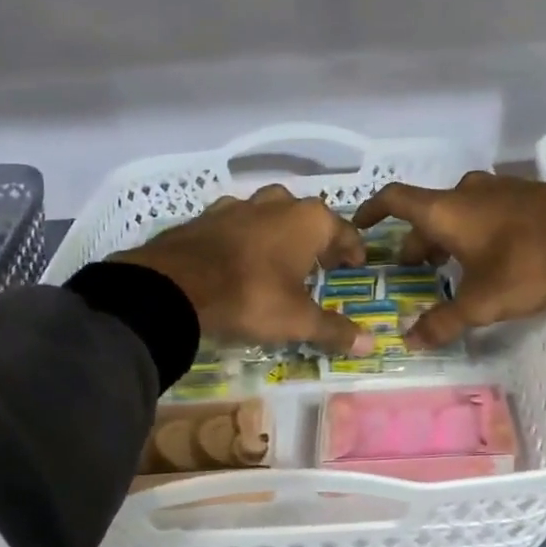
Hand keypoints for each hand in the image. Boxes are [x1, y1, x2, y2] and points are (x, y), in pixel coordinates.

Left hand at [116, 185, 372, 355]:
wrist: (176, 286)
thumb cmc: (251, 296)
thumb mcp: (297, 320)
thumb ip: (333, 329)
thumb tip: (369, 343)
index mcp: (309, 220)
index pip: (344, 231)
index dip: (352, 250)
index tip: (355, 266)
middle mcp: (277, 203)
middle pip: (307, 218)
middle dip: (316, 239)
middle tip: (319, 265)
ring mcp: (239, 205)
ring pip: (270, 215)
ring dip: (279, 234)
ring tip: (279, 261)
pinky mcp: (207, 216)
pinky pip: (237, 224)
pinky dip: (245, 238)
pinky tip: (239, 258)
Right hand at [352, 173, 545, 348]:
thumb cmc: (529, 263)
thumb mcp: (482, 302)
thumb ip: (443, 322)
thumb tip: (409, 342)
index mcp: (446, 211)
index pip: (395, 200)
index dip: (372, 211)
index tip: (360, 225)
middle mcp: (468, 193)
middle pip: (429, 212)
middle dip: (417, 241)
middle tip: (414, 269)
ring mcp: (502, 190)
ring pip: (461, 211)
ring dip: (449, 236)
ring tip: (452, 267)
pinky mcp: (531, 196)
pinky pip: (489, 211)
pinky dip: (478, 231)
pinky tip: (494, 258)